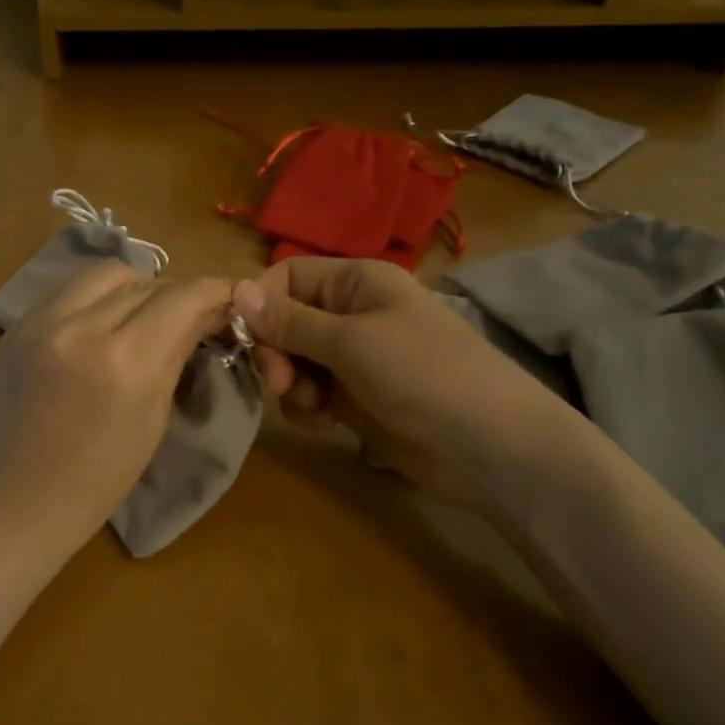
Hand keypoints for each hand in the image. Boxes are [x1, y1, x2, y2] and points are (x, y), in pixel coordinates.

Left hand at [0, 261, 232, 557]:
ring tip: (140, 319)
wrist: (7, 504)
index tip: (227, 299)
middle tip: (186, 318)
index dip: (213, 291)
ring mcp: (41, 322)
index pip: (181, 298)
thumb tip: (202, 316)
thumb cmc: (93, 484)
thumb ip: (175, 358)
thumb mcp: (151, 423)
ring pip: (104, 274)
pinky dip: (95, 301)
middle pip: (144, 281)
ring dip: (134, 288)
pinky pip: (68, 293)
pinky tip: (98, 329)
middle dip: (174, 294)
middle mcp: (82, 327)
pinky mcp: (15, 327)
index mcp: (126, 362)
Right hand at [232, 257, 573, 514]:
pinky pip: (310, 393)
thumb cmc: (422, 374)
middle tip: (281, 384)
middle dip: (275, 353)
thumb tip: (236, 290)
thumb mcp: (350, 342)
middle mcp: (351, 313)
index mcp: (356, 282)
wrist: (488, 446)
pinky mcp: (355, 397)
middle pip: (284, 321)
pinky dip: (307, 407)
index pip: (285, 277)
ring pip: (293, 361)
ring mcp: (353, 358)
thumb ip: (289, 321)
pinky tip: (324, 422)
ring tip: (314, 406)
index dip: (261, 306)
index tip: (249, 343)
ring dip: (291, 385)